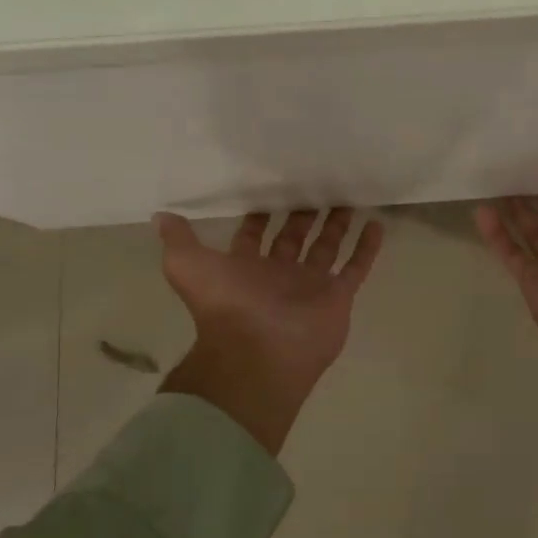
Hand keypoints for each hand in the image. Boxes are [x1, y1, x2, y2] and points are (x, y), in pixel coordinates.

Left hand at [154, 208, 384, 455]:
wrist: (260, 352)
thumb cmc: (226, 306)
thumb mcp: (187, 266)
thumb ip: (178, 241)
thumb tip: (161, 216)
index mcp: (246, 268)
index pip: (255, 236)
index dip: (261, 216)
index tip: (272, 189)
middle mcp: (279, 275)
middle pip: (294, 238)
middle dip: (303, 215)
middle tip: (316, 185)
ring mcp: (311, 286)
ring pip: (327, 248)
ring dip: (337, 226)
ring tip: (348, 199)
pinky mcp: (338, 296)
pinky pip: (356, 268)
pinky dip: (367, 248)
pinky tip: (376, 224)